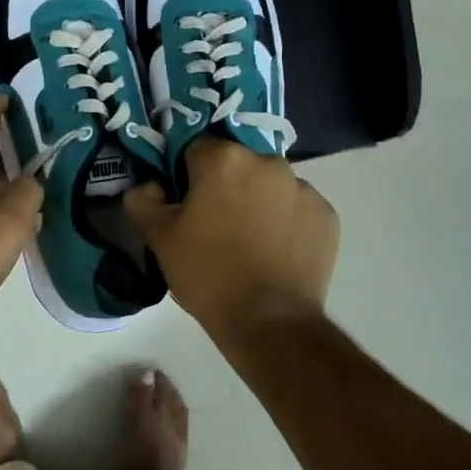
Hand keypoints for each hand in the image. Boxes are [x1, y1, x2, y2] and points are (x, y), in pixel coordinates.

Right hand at [124, 138, 337, 337]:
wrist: (268, 321)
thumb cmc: (208, 273)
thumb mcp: (159, 238)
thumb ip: (143, 200)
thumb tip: (148, 186)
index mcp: (224, 159)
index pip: (196, 148)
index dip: (186, 174)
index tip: (185, 203)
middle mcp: (268, 162)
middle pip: (237, 164)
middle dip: (225, 184)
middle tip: (215, 223)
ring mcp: (303, 188)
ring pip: (269, 184)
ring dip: (258, 200)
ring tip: (249, 241)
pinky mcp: (326, 215)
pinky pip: (297, 208)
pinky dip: (286, 221)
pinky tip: (275, 251)